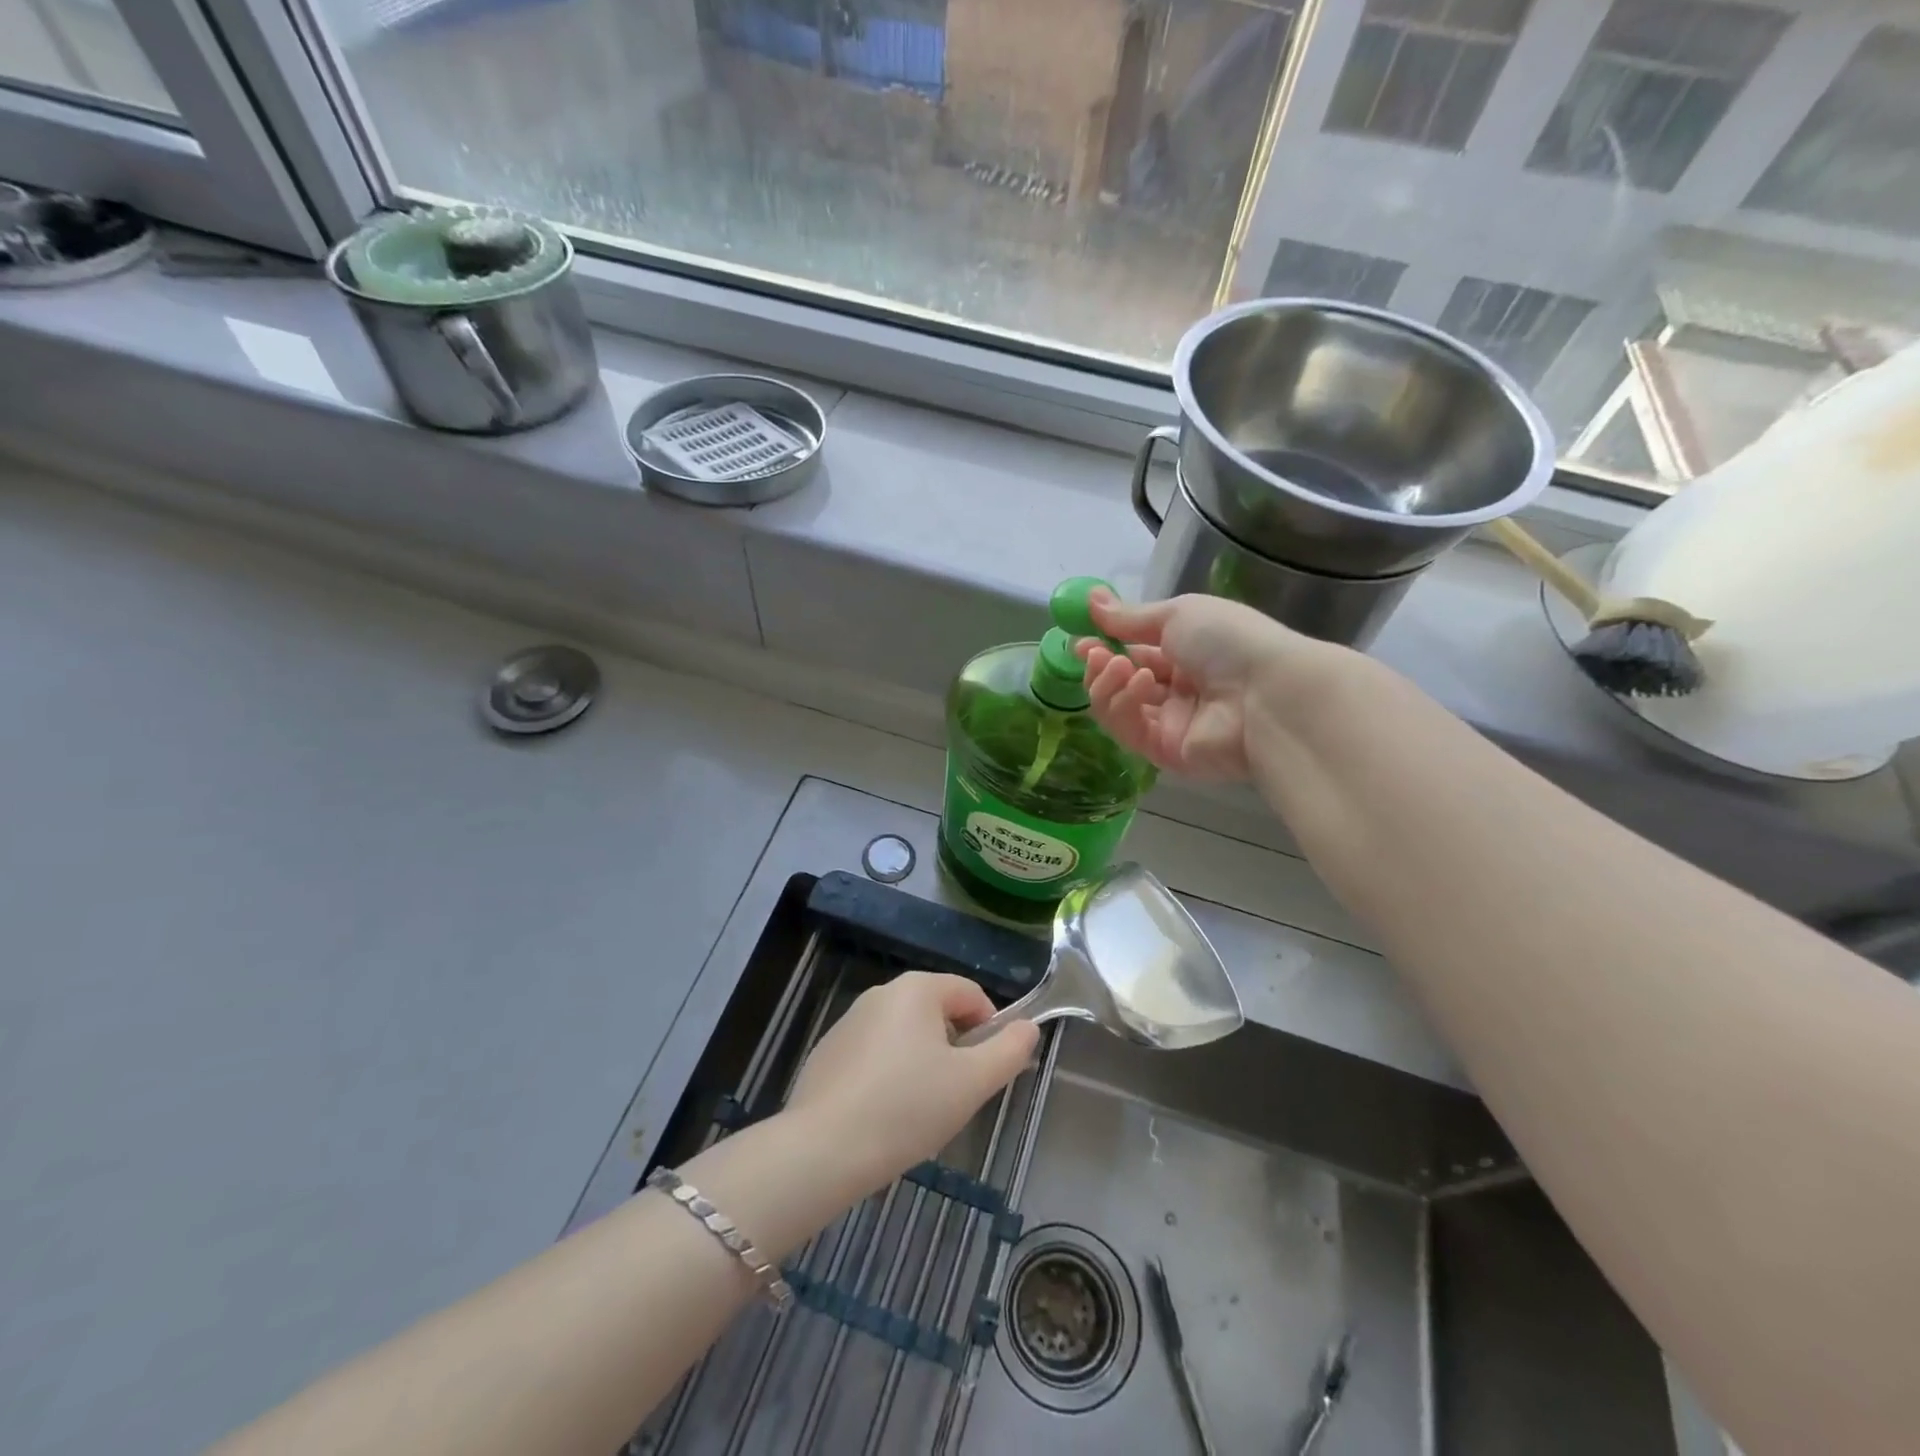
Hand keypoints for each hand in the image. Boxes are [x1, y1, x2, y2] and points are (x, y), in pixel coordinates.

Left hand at [785, 972, 1038, 1192]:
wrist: (822, 1150)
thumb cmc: (907, 1109)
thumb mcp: (972, 1083)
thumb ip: (1009, 1051)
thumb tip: (1029, 1027)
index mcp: (917, 989)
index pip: (971, 993)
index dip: (991, 1028)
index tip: (988, 1071)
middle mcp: (881, 993)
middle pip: (937, 1011)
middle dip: (955, 1048)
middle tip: (957, 1095)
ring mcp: (849, 1022)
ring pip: (906, 1035)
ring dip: (923, 1062)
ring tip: (920, 1111)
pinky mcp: (828, 1052)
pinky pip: (875, 1054)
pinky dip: (890, 1075)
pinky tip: (885, 1116)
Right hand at [1077, 591, 1331, 780]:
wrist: (1267, 693)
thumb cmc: (1228, 641)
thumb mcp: (1178, 614)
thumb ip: (1130, 617)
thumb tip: (1090, 599)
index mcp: (1189, 653)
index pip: (1137, 652)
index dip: (1106, 645)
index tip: (1080, 637)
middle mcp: (1179, 690)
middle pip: (1122, 683)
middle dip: (1100, 666)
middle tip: (1090, 652)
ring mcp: (1171, 724)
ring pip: (1117, 708)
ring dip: (1108, 683)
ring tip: (1117, 664)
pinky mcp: (1165, 753)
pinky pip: (1128, 731)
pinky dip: (1123, 705)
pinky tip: (1138, 685)